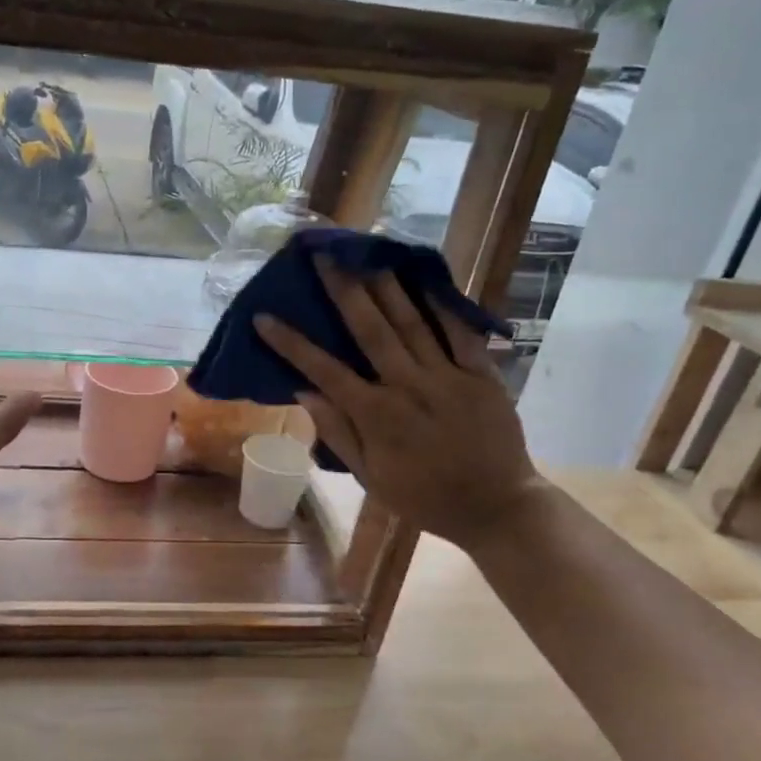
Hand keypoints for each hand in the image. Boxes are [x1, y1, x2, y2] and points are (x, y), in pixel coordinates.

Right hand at [252, 260, 546, 552]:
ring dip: (387, 285)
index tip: (264, 317)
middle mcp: (409, 387)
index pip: (324, 370)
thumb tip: (304, 391)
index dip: (291, 343)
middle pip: (371, 329)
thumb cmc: (423, 496)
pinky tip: (425, 279)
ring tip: (367, 252)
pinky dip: (443, 305)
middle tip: (324, 255)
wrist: (496, 508)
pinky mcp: (483, 375)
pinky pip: (461, 333)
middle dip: (343, 289)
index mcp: (377, 416)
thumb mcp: (370, 476)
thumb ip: (338, 432)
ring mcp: (449, 377)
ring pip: (412, 322)